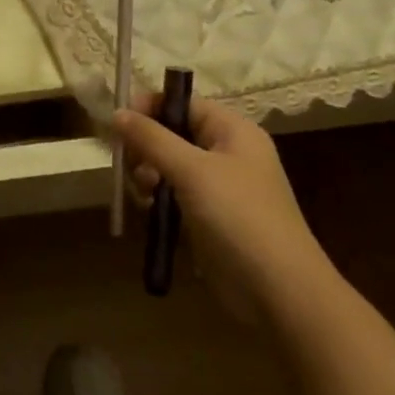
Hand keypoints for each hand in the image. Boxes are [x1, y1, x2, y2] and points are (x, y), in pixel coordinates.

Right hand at [113, 96, 334, 321]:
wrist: (278, 290)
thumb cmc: (238, 217)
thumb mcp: (191, 170)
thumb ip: (151, 138)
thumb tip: (117, 111)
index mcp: (232, 131)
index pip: (183, 103)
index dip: (149, 107)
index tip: (118, 124)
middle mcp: (226, 153)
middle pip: (171, 133)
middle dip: (145, 146)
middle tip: (130, 166)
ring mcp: (218, 187)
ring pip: (167, 165)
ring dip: (147, 174)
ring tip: (143, 193)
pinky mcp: (208, 216)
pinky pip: (172, 193)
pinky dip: (156, 197)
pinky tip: (148, 210)